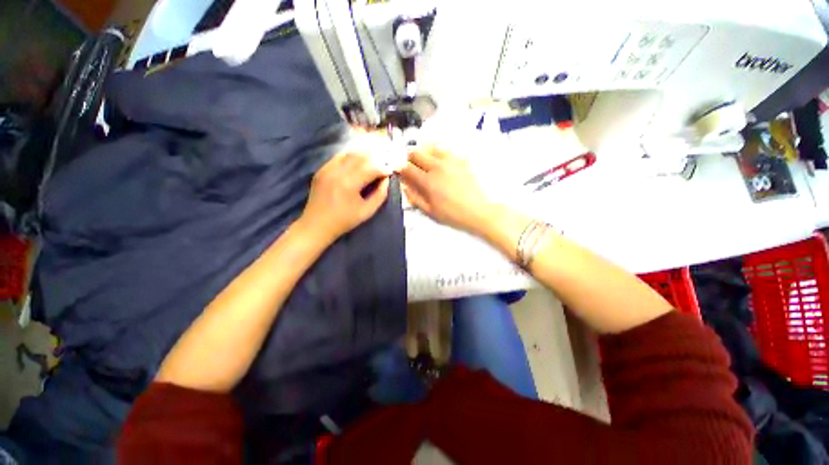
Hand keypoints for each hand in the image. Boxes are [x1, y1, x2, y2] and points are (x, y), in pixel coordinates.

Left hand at [300, 153, 388, 243]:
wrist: (316, 225)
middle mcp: (337, 172)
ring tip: (371, 164)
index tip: (389, 173)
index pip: (371, 168)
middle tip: (382, 167)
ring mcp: (327, 169)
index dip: (383, 169)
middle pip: (360, 157)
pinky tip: (356, 165)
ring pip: (349, 154)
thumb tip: (387, 180)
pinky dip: (350, 158)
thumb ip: (380, 195)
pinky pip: (338, 158)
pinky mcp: (321, 170)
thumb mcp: (367, 212)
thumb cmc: (344, 221)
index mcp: (349, 184)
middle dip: (374, 160)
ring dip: (362, 157)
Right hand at [400, 145, 496, 235]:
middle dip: (408, 158)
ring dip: (424, 152)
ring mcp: (451, 161)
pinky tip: (440, 162)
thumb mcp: (430, 211)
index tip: (399, 171)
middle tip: (410, 166)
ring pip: (431, 147)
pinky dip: (439, 153)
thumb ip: (414, 198)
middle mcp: (437, 167)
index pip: (406, 167)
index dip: (399, 168)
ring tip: (424, 161)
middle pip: (416, 153)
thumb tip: (405, 187)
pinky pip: (446, 150)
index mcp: (428, 181)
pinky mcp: (462, 160)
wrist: (479, 211)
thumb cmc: (454, 215)